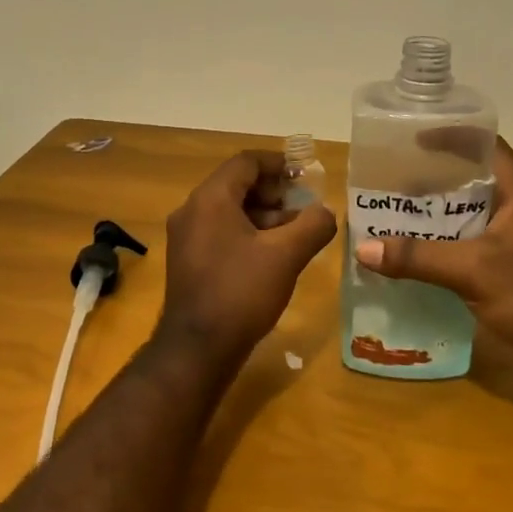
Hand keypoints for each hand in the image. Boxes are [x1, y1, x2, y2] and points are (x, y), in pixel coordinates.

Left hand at [160, 151, 338, 353]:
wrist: (197, 349)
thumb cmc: (241, 292)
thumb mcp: (286, 256)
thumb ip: (313, 225)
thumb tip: (326, 211)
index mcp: (210, 199)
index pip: (245, 162)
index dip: (278, 163)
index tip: (305, 175)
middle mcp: (191, 210)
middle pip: (236, 185)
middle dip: (273, 192)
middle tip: (303, 206)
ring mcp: (185, 237)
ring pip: (228, 211)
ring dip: (263, 215)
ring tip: (295, 233)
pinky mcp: (187, 261)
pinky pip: (220, 232)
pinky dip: (247, 234)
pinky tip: (272, 255)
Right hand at [352, 138, 512, 360]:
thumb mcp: (471, 271)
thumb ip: (417, 257)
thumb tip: (363, 249)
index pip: (486, 146)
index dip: (453, 135)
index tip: (414, 138)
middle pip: (472, 178)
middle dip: (433, 175)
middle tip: (393, 177)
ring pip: (468, 212)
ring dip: (435, 210)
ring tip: (394, 209)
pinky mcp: (507, 265)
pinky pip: (468, 240)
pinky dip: (442, 239)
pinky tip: (414, 249)